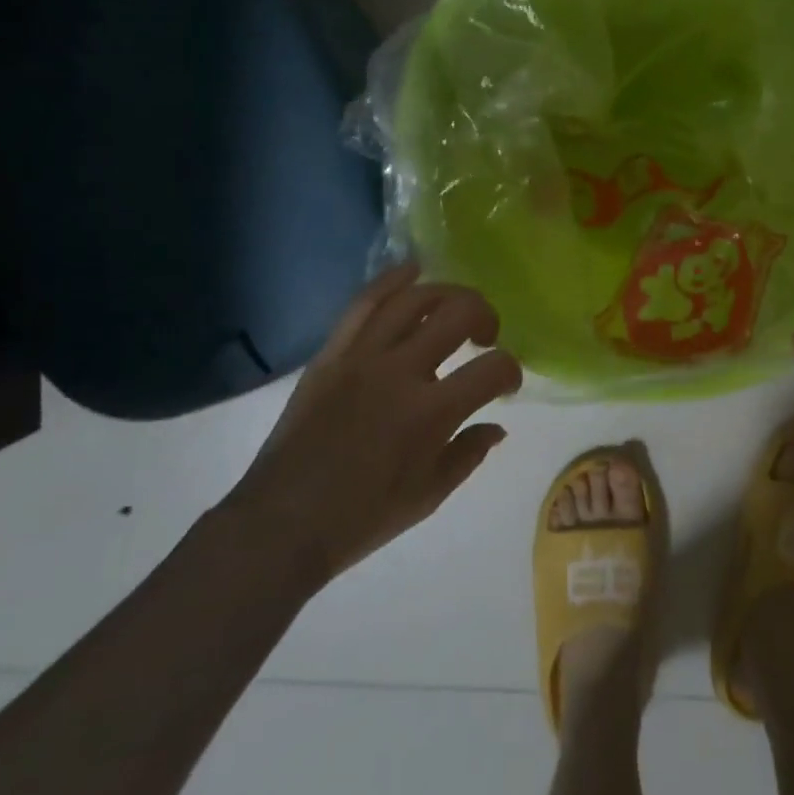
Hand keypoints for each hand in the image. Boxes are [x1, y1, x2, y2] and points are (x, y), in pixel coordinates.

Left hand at [227, 264, 521, 587]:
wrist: (283, 522)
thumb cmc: (361, 518)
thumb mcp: (428, 497)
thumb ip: (469, 454)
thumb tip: (497, 425)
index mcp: (431, 413)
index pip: (492, 369)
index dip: (510, 370)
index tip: (507, 383)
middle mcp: (401, 372)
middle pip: (458, 313)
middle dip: (485, 316)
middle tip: (485, 336)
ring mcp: (362, 356)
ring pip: (413, 298)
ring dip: (446, 293)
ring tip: (455, 306)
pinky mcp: (332, 353)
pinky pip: (364, 303)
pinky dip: (391, 280)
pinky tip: (412, 272)